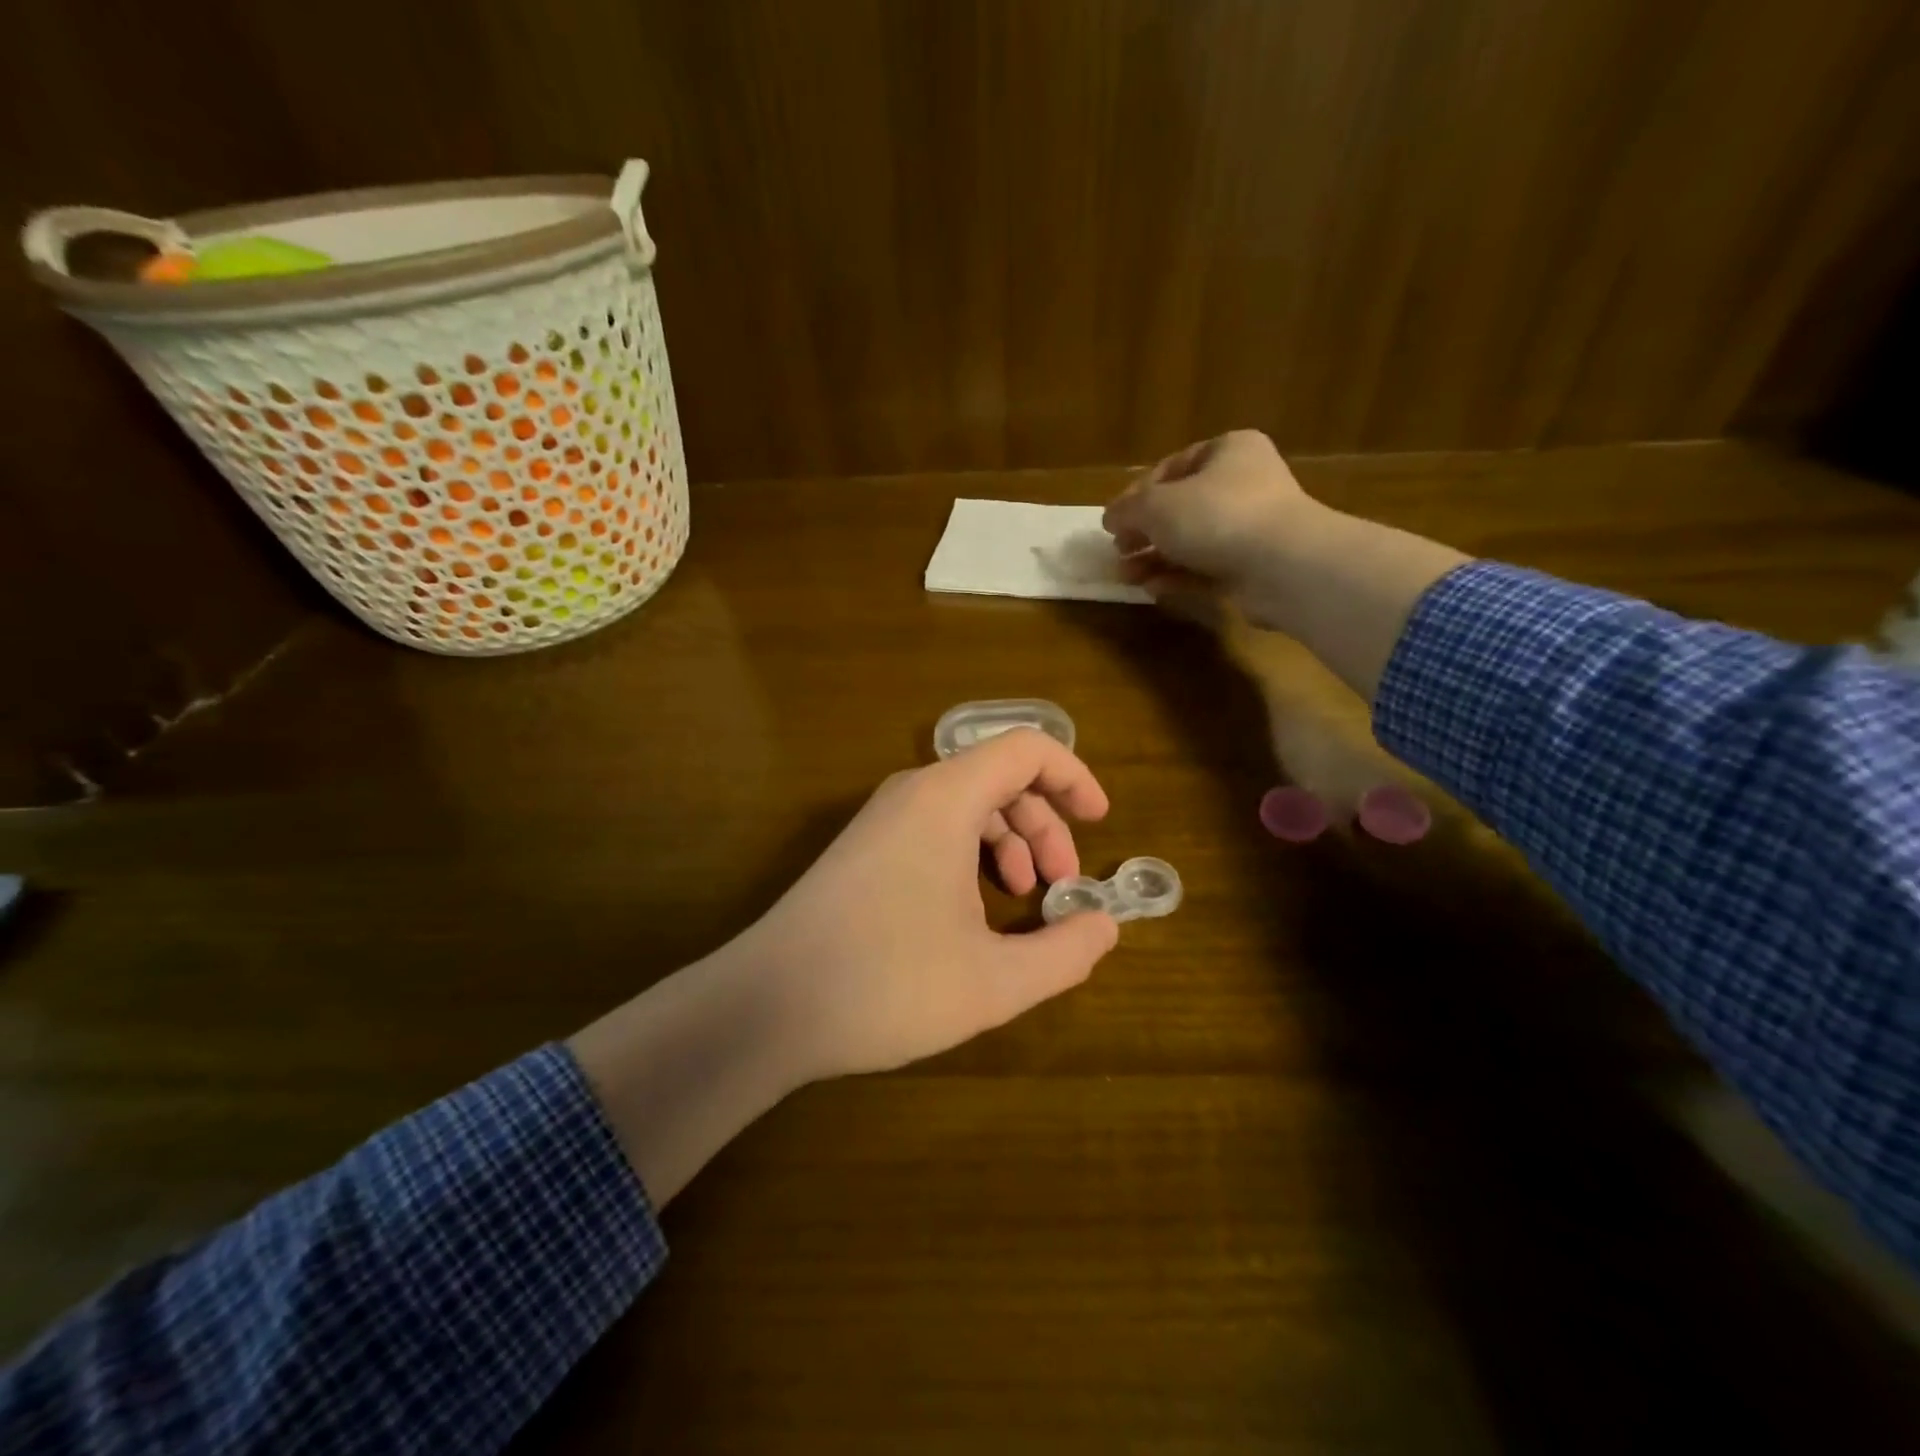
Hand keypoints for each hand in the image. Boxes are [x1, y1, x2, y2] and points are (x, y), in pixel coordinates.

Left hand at [731, 728, 1119, 1081]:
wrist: (767, 1006)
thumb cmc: (887, 983)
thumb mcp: (995, 981)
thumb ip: (1065, 952)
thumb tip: (1104, 926)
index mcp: (946, 798)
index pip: (1027, 749)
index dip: (1074, 778)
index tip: (1100, 823)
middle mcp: (912, 793)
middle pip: (999, 780)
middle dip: (1044, 827)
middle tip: (1061, 886)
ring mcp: (881, 820)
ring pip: (966, 807)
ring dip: (1008, 844)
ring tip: (1022, 902)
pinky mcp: (862, 850)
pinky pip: (934, 830)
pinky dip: (970, 857)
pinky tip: (973, 913)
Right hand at [1103, 429, 1467, 699]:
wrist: (1282, 566)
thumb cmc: (1217, 516)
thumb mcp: (1156, 506)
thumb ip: (1127, 510)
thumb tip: (1110, 518)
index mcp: (1228, 451)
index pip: (1172, 467)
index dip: (1137, 494)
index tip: (1113, 521)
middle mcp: (1243, 484)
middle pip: (1181, 508)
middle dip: (1144, 533)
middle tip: (1119, 551)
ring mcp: (1251, 529)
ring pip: (1191, 542)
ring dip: (1156, 559)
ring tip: (1126, 577)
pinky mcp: (1253, 568)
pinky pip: (1206, 570)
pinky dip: (1179, 577)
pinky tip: (1154, 589)